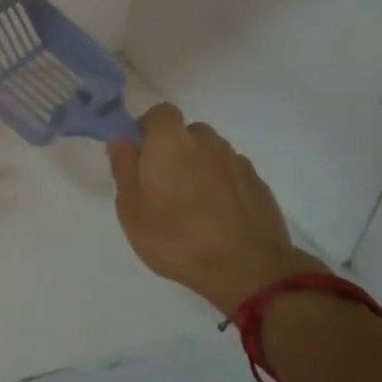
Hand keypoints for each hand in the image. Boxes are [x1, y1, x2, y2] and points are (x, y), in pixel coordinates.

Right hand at [107, 104, 322, 316]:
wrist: (247, 268)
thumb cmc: (176, 237)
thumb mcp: (131, 209)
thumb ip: (124, 169)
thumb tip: (122, 142)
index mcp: (170, 142)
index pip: (160, 112)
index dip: (148, 127)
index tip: (141, 153)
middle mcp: (206, 142)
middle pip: (188, 132)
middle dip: (175, 148)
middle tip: (164, 183)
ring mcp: (237, 162)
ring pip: (212, 152)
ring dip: (200, 166)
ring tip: (193, 202)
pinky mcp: (259, 184)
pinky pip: (232, 173)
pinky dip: (223, 184)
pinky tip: (218, 214)